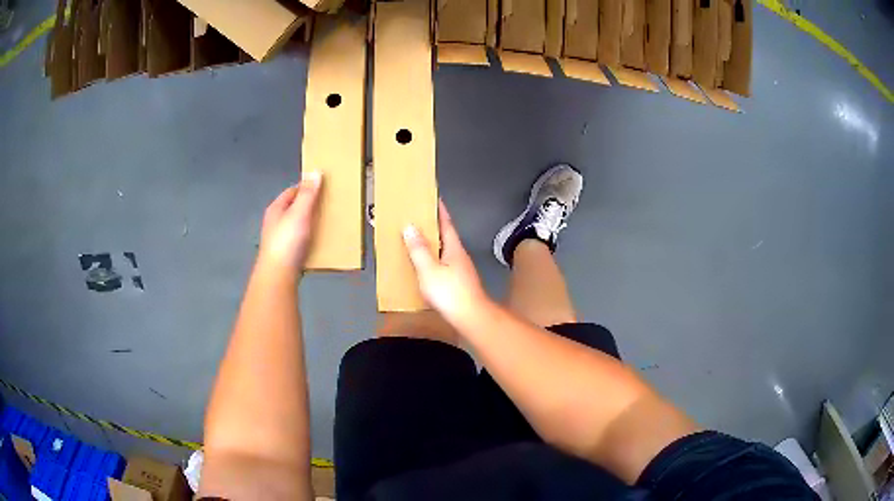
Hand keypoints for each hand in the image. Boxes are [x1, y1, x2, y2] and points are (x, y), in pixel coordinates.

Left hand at [258, 172, 322, 273]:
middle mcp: (275, 223)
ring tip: (326, 223)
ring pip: (297, 225)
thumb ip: (308, 194)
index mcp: (276, 209)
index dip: (306, 187)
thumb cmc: (287, 241)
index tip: (323, 186)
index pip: (292, 191)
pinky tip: (319, 243)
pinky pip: (299, 242)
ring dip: (310, 223)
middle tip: (327, 204)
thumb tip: (314, 172)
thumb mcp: (299, 213)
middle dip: (309, 205)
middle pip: (294, 208)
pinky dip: (309, 239)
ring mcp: (279, 240)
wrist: (278, 275)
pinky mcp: (285, 255)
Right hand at [403, 201, 488, 320]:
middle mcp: (459, 255)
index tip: (433, 197)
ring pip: (445, 250)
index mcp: (454, 248)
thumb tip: (410, 226)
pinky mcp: (459, 282)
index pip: (446, 223)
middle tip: (419, 216)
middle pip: (446, 235)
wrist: (471, 317)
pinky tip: (425, 265)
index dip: (439, 210)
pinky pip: (443, 263)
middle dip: (434, 225)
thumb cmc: (450, 292)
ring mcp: (461, 269)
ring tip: (418, 239)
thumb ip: (419, 249)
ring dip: (433, 243)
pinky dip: (433, 258)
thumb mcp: (429, 269)